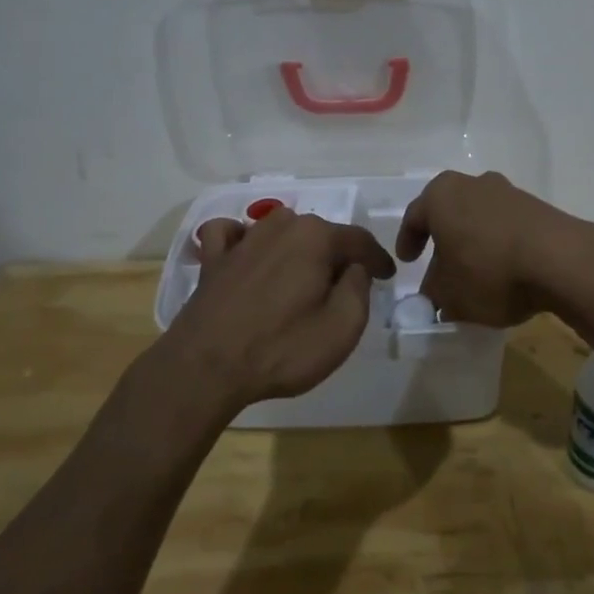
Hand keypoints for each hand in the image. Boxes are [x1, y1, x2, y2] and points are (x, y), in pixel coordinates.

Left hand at [157, 210, 395, 412]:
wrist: (205, 368)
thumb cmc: (282, 348)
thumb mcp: (343, 326)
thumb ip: (359, 288)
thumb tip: (354, 268)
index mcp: (315, 237)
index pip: (359, 240)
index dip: (377, 259)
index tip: (388, 277)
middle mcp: (280, 225)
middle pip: (320, 233)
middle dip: (337, 255)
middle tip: (346, 285)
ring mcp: (243, 239)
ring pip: (280, 229)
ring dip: (296, 247)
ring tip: (302, 275)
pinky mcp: (213, 259)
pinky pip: (232, 234)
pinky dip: (242, 239)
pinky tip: (247, 256)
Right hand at [395, 171, 593, 326]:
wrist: (561, 261)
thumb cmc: (489, 271)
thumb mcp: (450, 294)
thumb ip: (435, 293)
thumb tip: (435, 293)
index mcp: (442, 195)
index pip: (415, 216)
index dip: (408, 240)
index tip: (408, 262)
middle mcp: (474, 184)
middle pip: (450, 212)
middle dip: (443, 239)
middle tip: (439, 267)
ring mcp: (509, 192)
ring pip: (480, 217)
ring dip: (474, 241)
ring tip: (475, 273)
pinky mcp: (538, 207)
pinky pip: (507, 225)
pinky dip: (500, 244)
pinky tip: (505, 271)